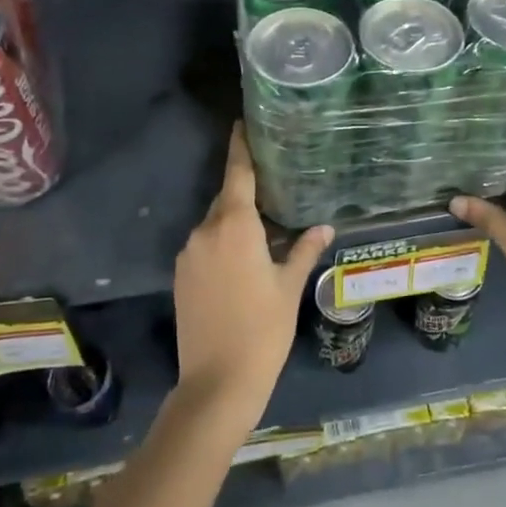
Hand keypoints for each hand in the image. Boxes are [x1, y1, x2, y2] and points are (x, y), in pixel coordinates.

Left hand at [172, 124, 331, 431]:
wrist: (216, 383)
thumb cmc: (263, 330)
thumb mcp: (289, 288)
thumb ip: (304, 250)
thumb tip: (325, 227)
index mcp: (234, 226)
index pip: (238, 173)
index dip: (240, 146)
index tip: (242, 123)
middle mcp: (205, 231)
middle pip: (226, 197)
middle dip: (246, 189)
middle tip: (272, 183)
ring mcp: (188, 253)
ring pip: (215, 223)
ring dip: (235, 220)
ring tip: (263, 228)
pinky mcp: (180, 275)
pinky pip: (204, 244)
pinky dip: (221, 241)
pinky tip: (241, 259)